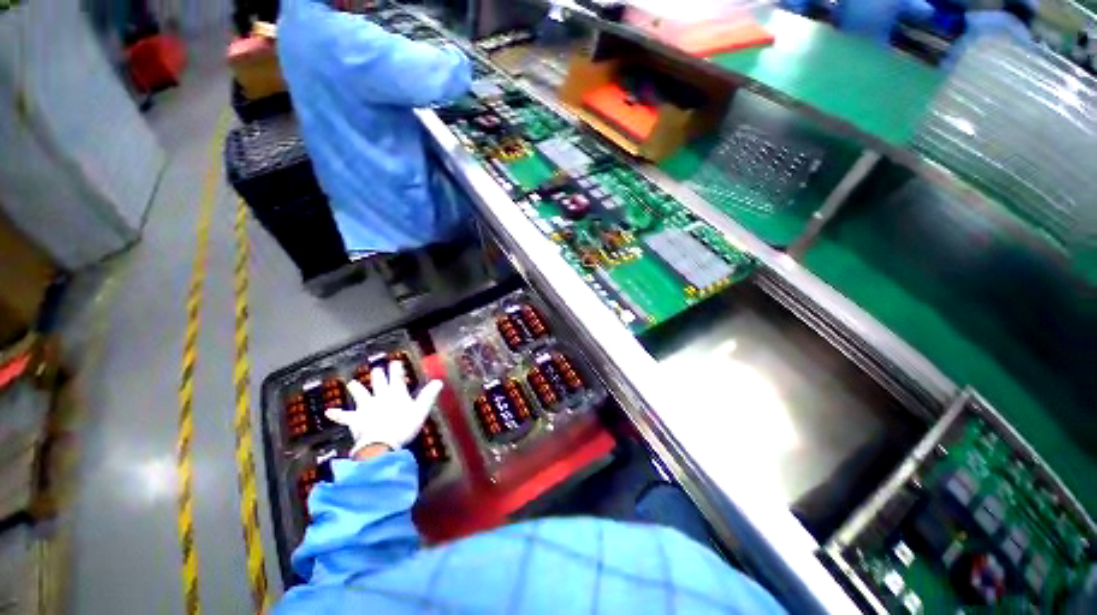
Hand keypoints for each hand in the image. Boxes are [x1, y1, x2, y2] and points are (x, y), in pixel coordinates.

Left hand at [325, 361, 443, 456]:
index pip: (397, 376)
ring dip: (356, 388)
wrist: (381, 443)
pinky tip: (328, 412)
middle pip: (378, 382)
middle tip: (377, 369)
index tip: (395, 361)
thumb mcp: (421, 410)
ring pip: (360, 394)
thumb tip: (439, 381)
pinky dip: (337, 414)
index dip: (396, 368)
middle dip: (378, 374)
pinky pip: (344, 416)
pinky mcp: (355, 420)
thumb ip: (429, 395)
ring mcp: (366, 407)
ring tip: (351, 383)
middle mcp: (380, 396)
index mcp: (396, 393)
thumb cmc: (404, 426)